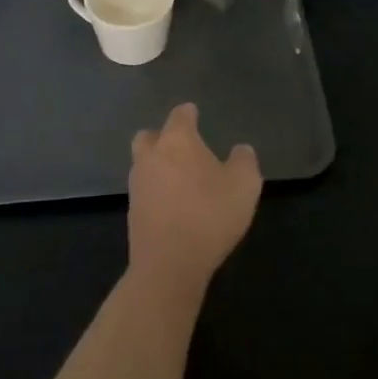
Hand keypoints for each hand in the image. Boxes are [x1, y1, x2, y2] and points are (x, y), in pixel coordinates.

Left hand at [127, 103, 262, 303]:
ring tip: (179, 178)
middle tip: (181, 146)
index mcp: (177, 141)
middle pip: (150, 136)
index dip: (189, 113)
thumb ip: (245, 161)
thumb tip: (241, 150)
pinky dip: (156, 191)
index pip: (180, 115)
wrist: (168, 265)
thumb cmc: (209, 215)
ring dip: (157, 165)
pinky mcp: (132, 213)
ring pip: (143, 163)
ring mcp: (137, 185)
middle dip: (162, 136)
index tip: (195, 113)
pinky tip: (173, 204)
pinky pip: (145, 191)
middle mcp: (151, 156)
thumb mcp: (244, 186)